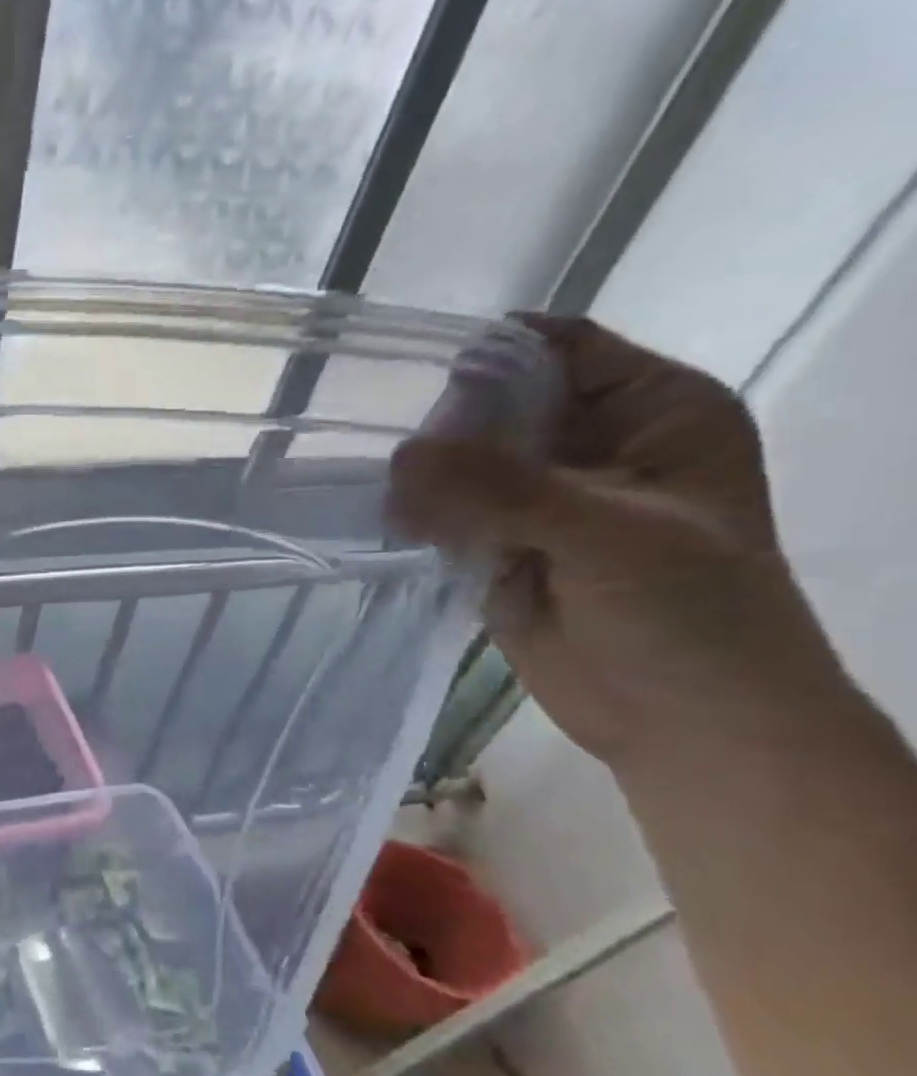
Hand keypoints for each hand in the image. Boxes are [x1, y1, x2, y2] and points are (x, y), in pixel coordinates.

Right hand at [390, 315, 844, 773]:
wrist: (685, 724)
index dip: (491, 354)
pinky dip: (416, 519)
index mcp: (650, 411)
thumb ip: (502, 489)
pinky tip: (389, 527)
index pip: (559, 350)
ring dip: (423, 478)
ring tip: (388, 503)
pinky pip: (446, 516)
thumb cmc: (688, 614)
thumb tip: (399, 456)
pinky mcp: (499, 549)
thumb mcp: (608, 533)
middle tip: (394, 459)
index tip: (409, 372)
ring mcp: (540, 501)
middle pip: (498, 406)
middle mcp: (591, 445)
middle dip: (444, 427)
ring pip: (463, 465)